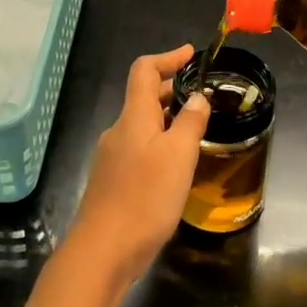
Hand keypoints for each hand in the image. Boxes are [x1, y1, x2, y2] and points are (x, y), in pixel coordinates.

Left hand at [69, 45, 210, 273]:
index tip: (192, 55)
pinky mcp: (113, 182)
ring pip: (142, 126)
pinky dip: (159, 144)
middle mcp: (118, 131)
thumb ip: (190, 123)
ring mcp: (112, 158)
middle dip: (172, 90)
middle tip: (203, 96)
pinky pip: (139, 150)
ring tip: (196, 129)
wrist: (103, 250)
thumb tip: (197, 98)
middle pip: (142, 98)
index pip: (143, 71)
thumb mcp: (178, 156)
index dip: (167, 57)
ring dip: (167, 119)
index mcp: (133, 117)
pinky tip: (177, 166)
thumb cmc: (144, 198)